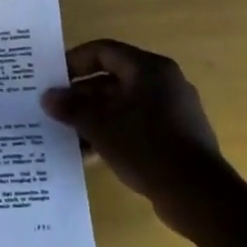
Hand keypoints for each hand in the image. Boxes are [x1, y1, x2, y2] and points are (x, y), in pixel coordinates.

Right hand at [41, 39, 241, 236]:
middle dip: (81, 96)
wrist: (199, 195)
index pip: (104, 51)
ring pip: (122, 105)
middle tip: (55, 110)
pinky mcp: (176, 136)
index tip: (52, 79)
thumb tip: (47, 98)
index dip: (74, 61)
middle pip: (112, 79)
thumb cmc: (147, 147)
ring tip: (68, 136)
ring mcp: (173, 110)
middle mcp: (163, 83)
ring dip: (94, 118)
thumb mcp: (100, 126)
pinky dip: (113, 134)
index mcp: (149, 69)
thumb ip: (71, 108)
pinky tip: (91, 154)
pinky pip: (136, 125)